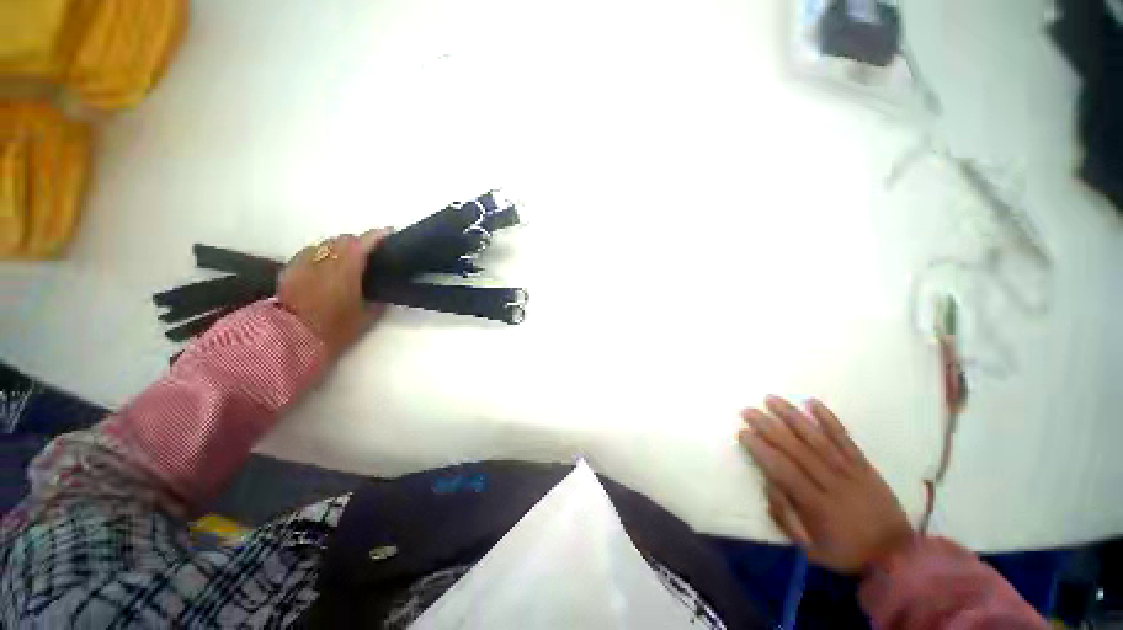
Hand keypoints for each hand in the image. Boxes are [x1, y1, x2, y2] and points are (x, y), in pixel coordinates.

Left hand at [277, 229, 390, 358]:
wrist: (291, 340)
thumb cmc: (334, 330)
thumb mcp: (366, 317)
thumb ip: (377, 299)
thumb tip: (383, 290)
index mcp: (344, 271)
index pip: (362, 244)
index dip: (377, 236)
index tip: (390, 233)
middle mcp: (323, 261)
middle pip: (342, 240)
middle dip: (358, 241)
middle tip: (370, 252)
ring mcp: (303, 263)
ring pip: (325, 244)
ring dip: (339, 247)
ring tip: (347, 259)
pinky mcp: (290, 270)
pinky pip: (310, 253)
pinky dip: (322, 255)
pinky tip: (325, 266)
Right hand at [738, 395, 913, 572]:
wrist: (897, 553)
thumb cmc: (846, 551)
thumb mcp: (810, 548)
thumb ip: (785, 517)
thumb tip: (768, 484)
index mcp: (817, 505)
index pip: (783, 471)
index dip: (761, 450)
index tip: (743, 433)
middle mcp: (832, 482)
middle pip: (796, 449)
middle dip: (768, 427)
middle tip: (748, 410)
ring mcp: (850, 470)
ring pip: (816, 438)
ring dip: (792, 416)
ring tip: (771, 399)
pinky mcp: (864, 464)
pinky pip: (844, 438)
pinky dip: (829, 419)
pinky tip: (812, 402)